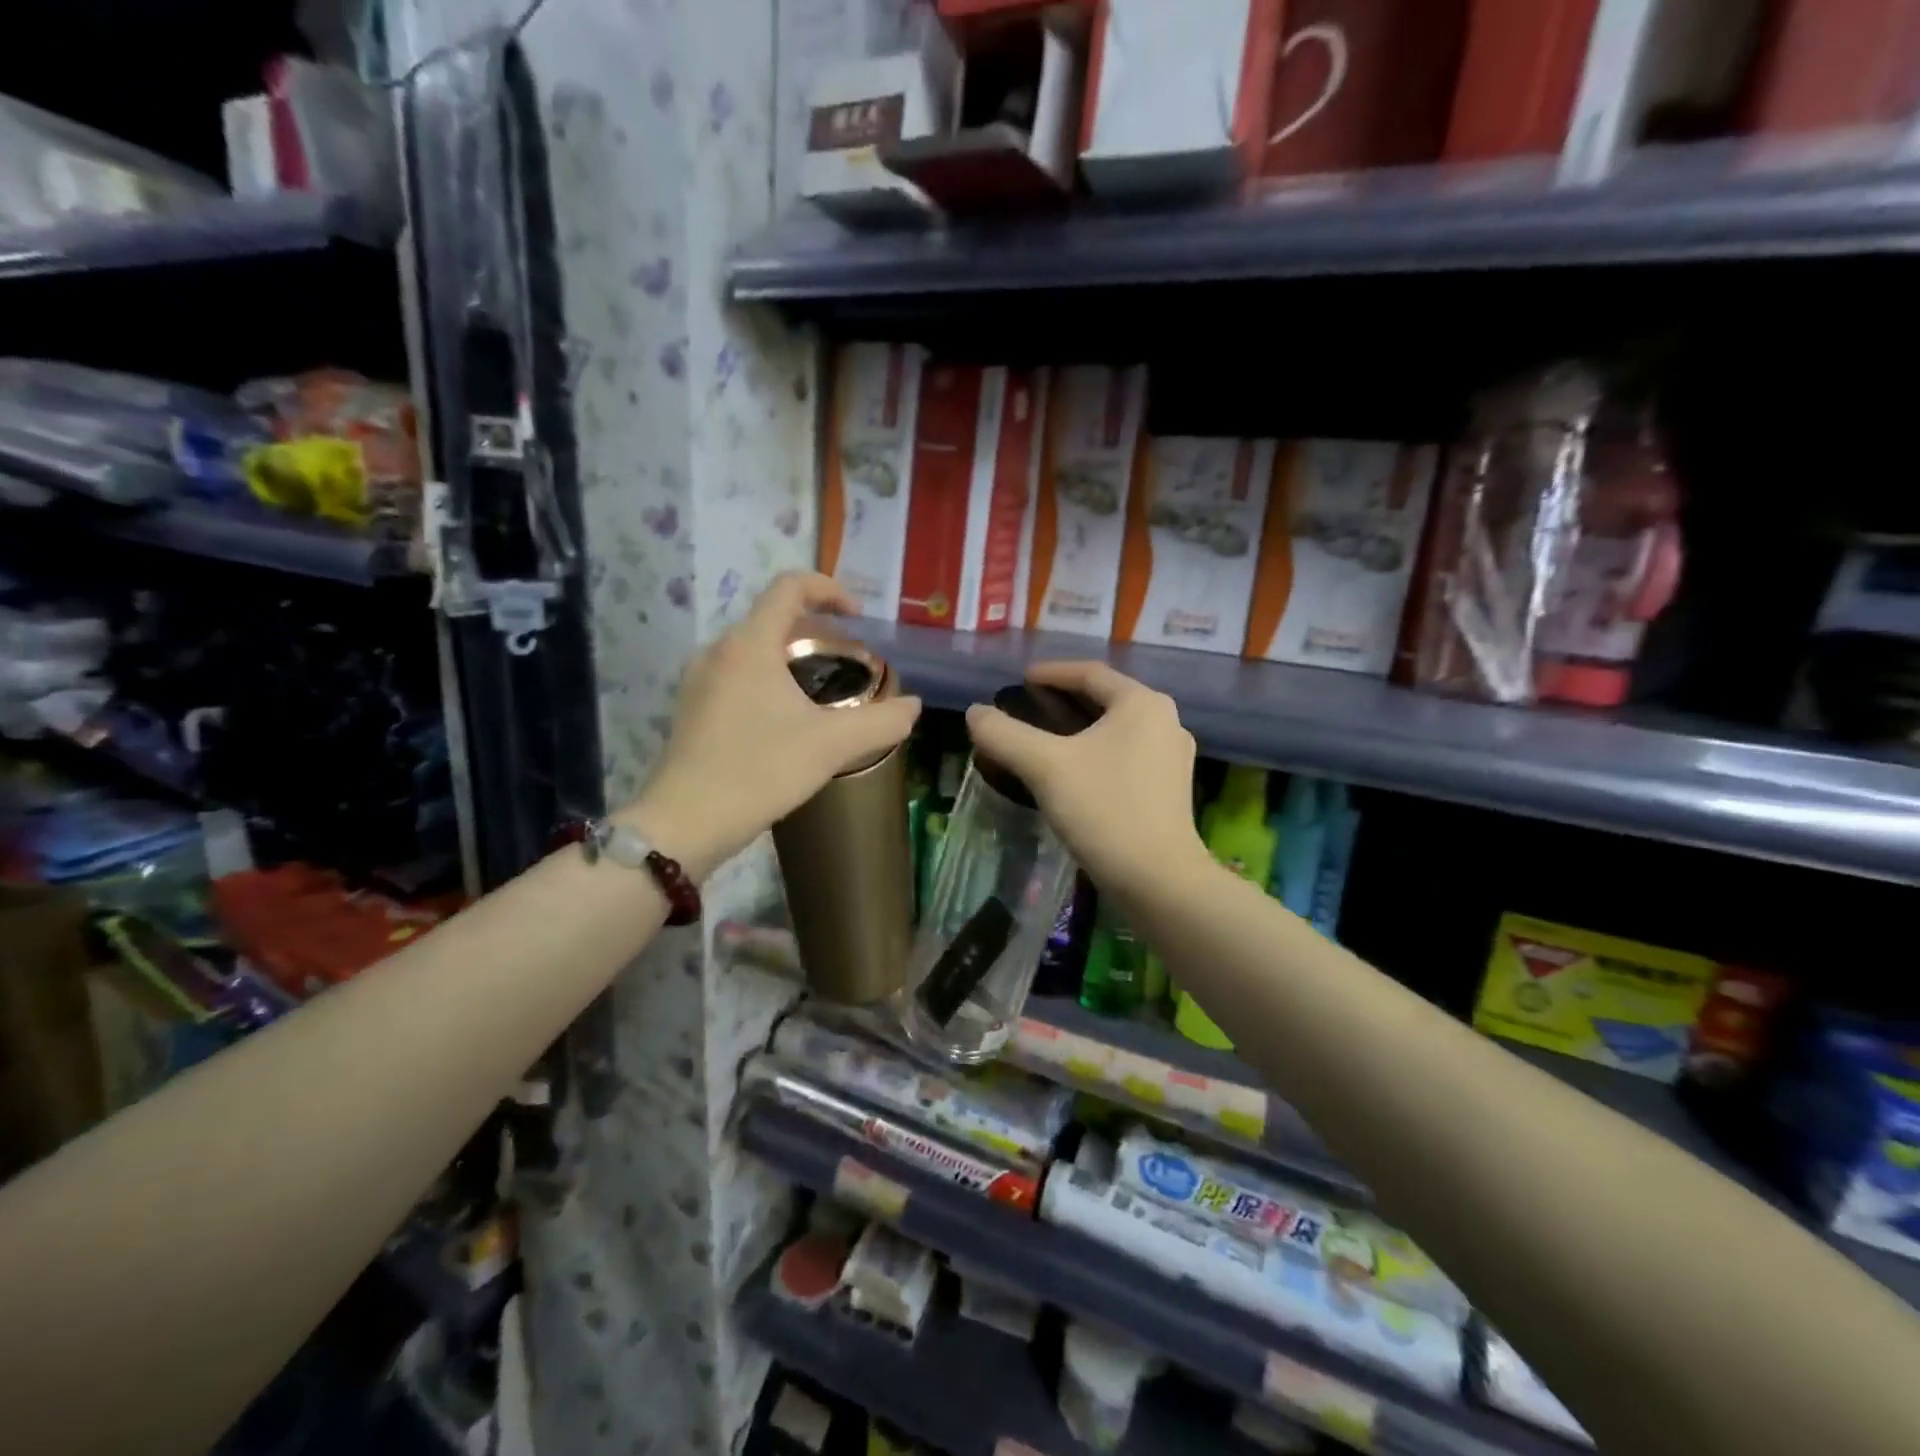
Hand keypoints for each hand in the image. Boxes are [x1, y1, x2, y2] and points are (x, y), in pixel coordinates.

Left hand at [625, 573, 920, 877]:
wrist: (685, 823)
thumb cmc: (759, 771)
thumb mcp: (831, 746)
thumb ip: (881, 721)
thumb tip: (913, 706)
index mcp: (750, 644)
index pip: (790, 587)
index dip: (829, 590)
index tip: (858, 617)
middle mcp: (719, 651)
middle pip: (773, 618)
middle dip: (817, 631)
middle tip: (849, 663)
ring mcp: (699, 681)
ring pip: (754, 649)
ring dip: (792, 658)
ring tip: (822, 693)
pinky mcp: (692, 709)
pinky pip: (738, 676)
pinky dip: (769, 680)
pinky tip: (787, 722)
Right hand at [965, 662, 1208, 900]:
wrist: (1159, 880)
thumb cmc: (1104, 810)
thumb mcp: (1045, 767)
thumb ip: (1005, 734)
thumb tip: (975, 712)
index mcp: (1141, 703)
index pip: (1090, 673)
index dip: (1052, 672)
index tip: (1022, 679)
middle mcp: (1165, 721)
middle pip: (1107, 699)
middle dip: (1066, 700)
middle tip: (1030, 707)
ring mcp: (1172, 757)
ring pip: (1117, 729)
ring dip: (1082, 728)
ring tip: (1047, 739)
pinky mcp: (1170, 788)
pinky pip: (1126, 755)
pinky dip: (1097, 752)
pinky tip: (1075, 772)